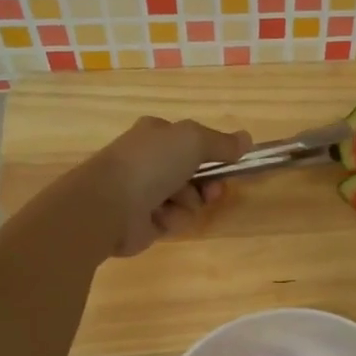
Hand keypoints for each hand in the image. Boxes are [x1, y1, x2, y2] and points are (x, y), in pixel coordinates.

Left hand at [86, 117, 249, 257]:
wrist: (108, 205)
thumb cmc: (150, 164)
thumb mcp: (193, 140)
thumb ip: (222, 142)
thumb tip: (247, 139)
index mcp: (156, 135)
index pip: (194, 142)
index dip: (214, 155)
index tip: (229, 164)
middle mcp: (151, 161)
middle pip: (196, 174)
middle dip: (207, 184)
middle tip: (211, 191)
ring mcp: (146, 192)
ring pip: (188, 199)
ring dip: (188, 203)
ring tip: (173, 204)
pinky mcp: (145, 221)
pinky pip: (175, 220)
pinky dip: (173, 220)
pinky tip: (159, 218)